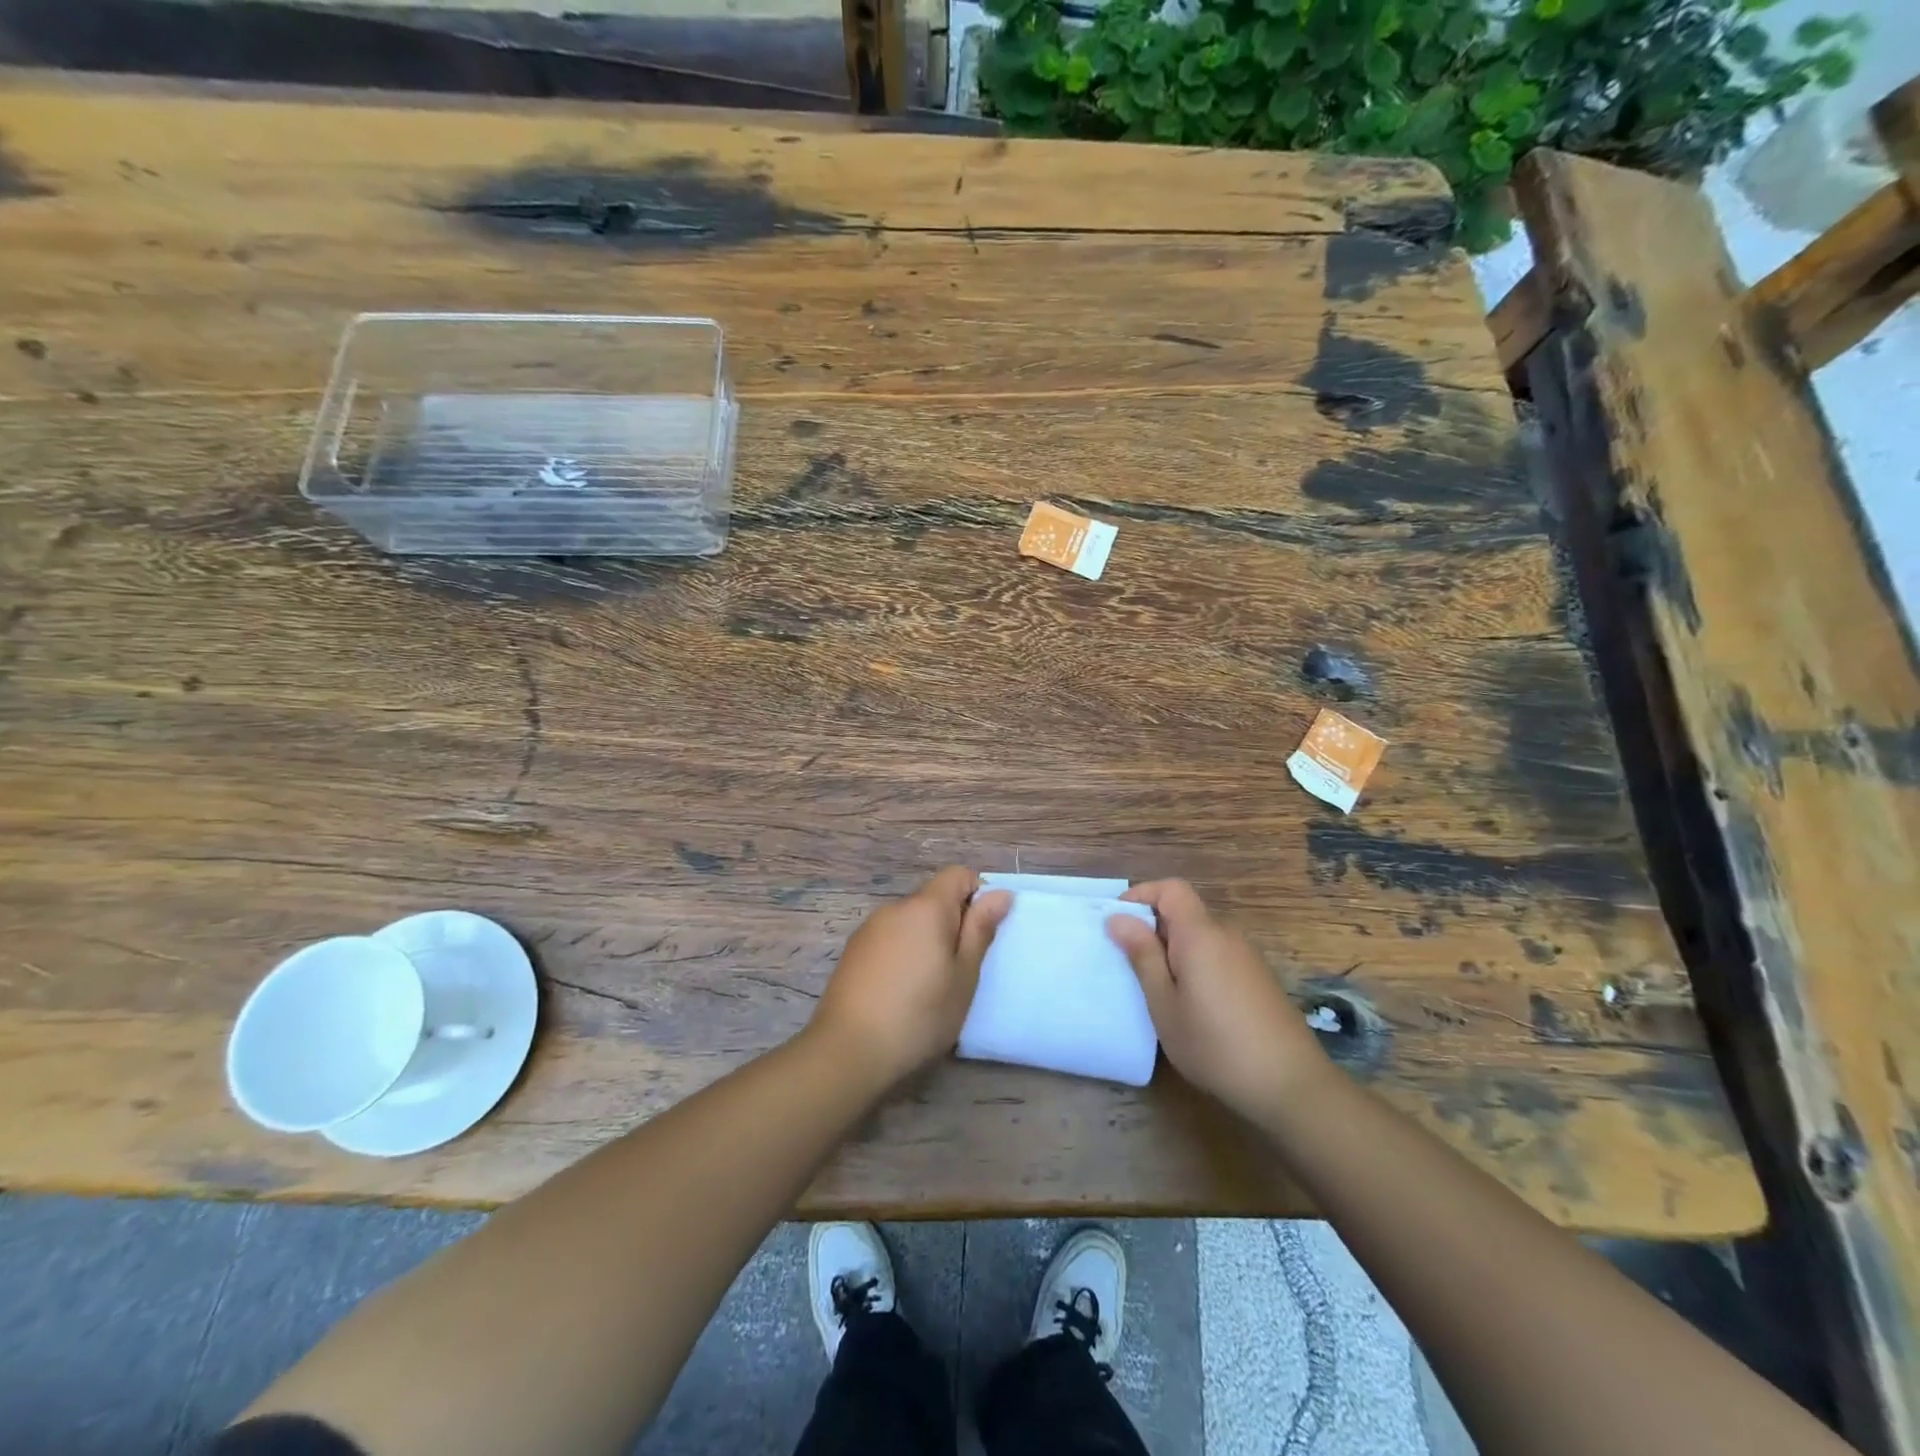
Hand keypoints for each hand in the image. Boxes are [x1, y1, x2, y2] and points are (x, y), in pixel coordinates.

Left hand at [810, 867, 1011, 1090]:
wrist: (849, 1050)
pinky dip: (902, 954)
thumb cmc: (920, 1014)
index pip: (958, 874)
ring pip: (910, 922)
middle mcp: (895, 907)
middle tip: (958, 971)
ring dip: (925, 941)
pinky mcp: (853, 951)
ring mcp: (869, 928)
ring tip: (927, 988)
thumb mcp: (964, 976)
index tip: (980, 936)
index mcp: (926, 907)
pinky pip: (889, 939)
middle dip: (951, 925)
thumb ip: (981, 929)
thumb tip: (1000, 893)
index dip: (977, 896)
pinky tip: (899, 993)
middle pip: (933, 899)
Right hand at [1108, 879, 1330, 1114]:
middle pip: (1185, 913)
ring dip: (1175, 951)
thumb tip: (1118, 918)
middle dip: (1154, 929)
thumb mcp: (1165, 1004)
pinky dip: (1197, 966)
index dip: (1142, 895)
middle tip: (1131, 966)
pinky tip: (1194, 1007)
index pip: (1171, 888)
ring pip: (1201, 937)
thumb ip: (1142, 956)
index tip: (1118, 924)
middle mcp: (1227, 935)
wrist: (1291, 1086)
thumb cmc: (1215, 1045)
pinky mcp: (1259, 979)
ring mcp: (1248, 957)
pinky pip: (1218, 956)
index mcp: (1200, 934)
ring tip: (1160, 991)